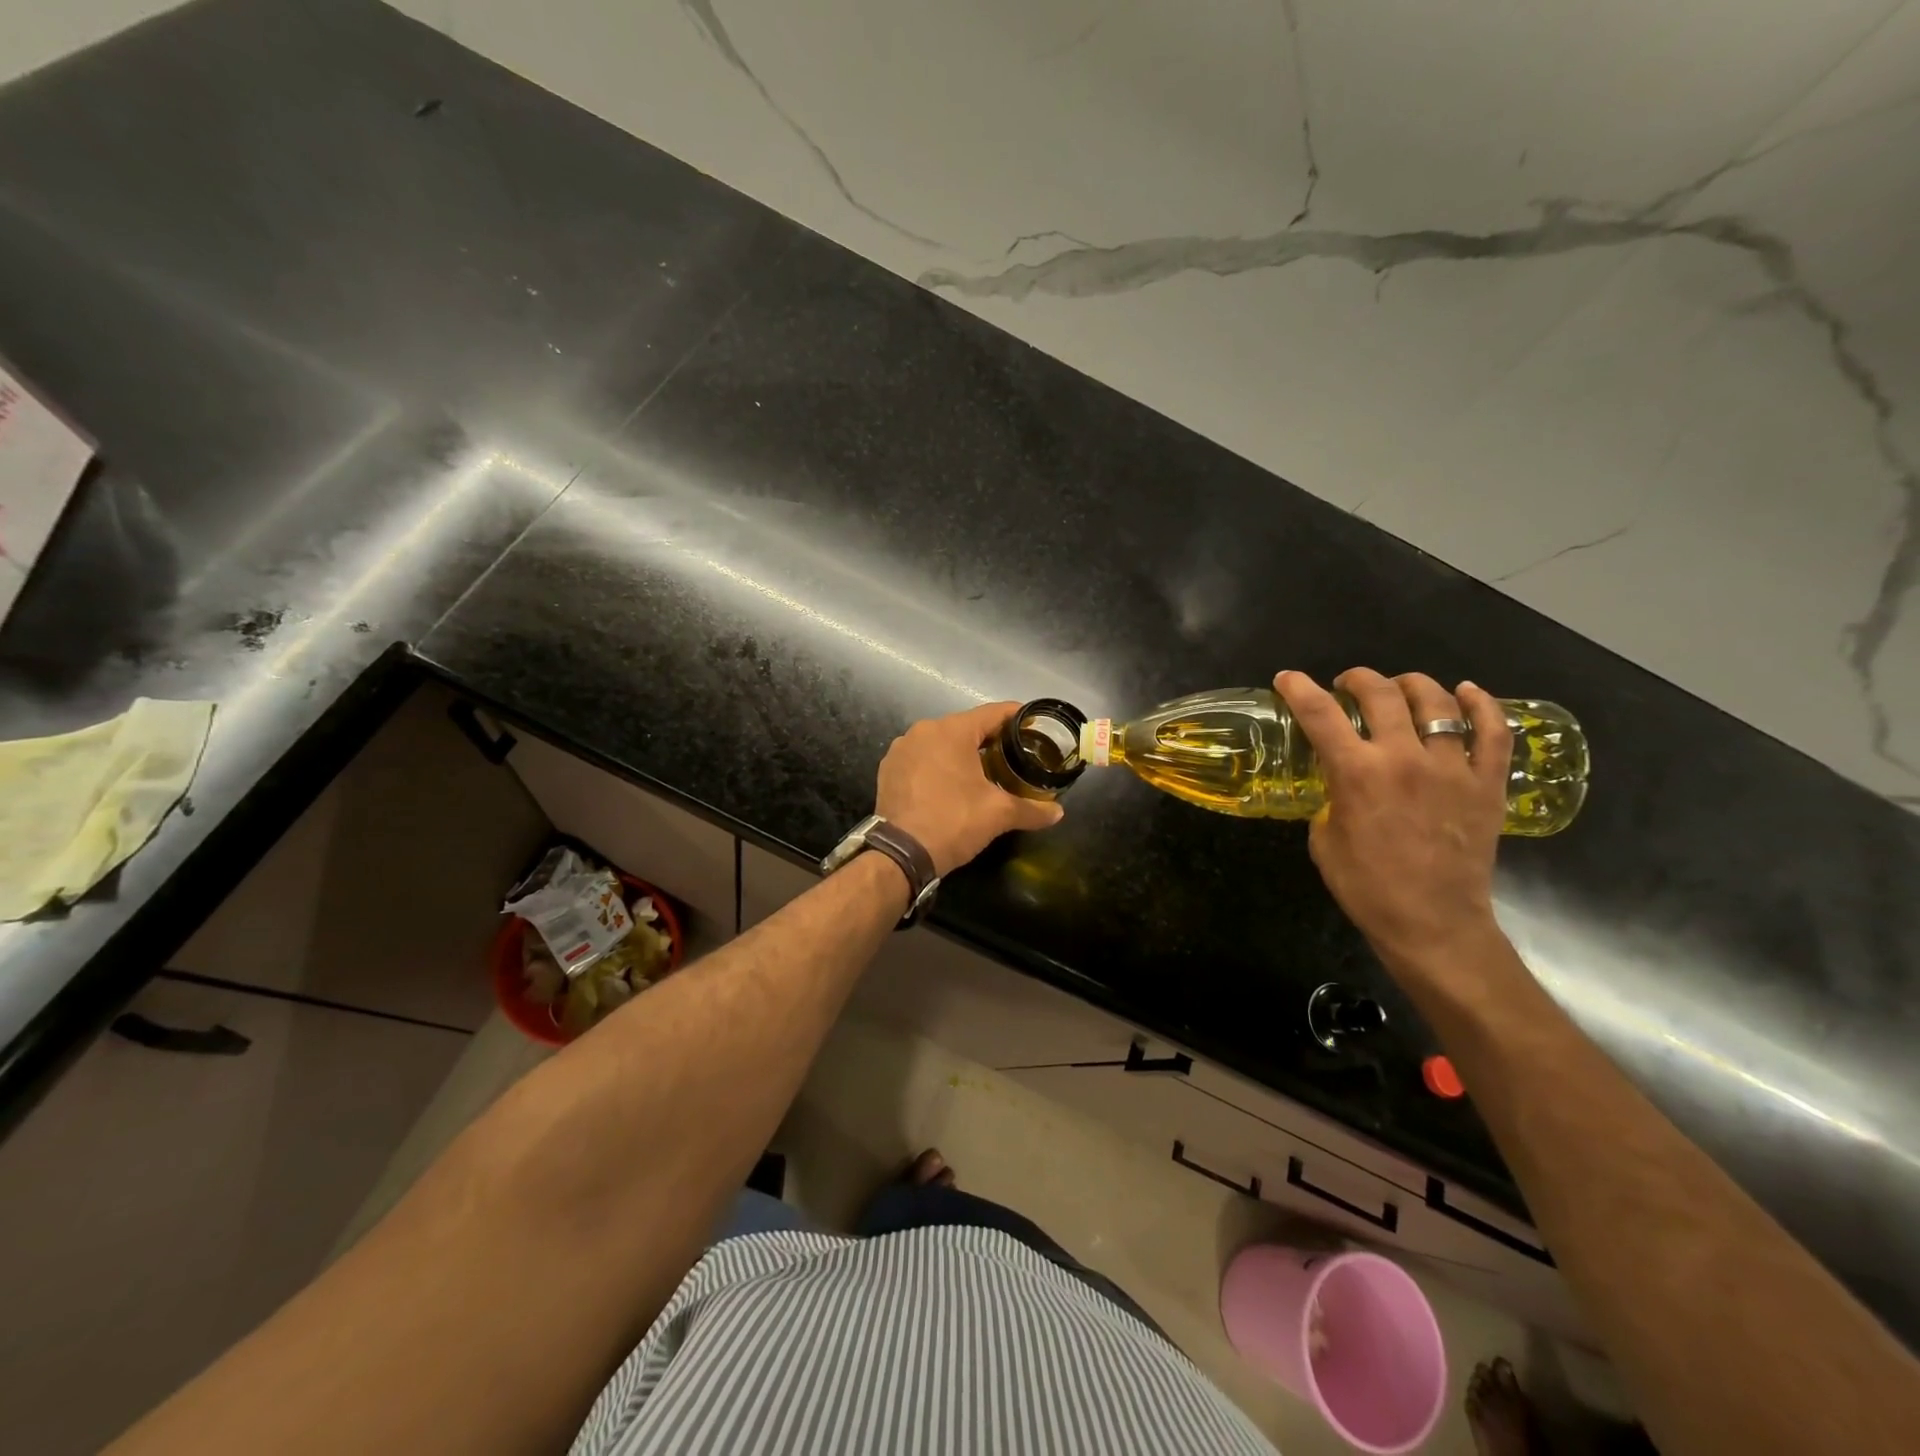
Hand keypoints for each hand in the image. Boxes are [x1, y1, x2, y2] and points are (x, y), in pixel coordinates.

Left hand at [875, 702, 1065, 876]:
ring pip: (941, 742)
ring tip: (985, 771)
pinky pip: (922, 758)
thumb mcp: (998, 814)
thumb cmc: (953, 822)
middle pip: (966, 727)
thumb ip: (1031, 809)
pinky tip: (952, 784)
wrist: (900, 854)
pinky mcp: (889, 769)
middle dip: (990, 739)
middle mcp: (922, 731)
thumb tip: (1058, 812)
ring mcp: (901, 749)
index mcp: (951, 731)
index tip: (1034, 725)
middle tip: (1014, 755)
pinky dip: (939, 765)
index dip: (1017, 717)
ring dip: (963, 753)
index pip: (993, 713)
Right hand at [1274, 668, 1511, 974]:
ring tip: (1400, 688)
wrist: (1433, 924)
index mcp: (1357, 774)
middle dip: (1357, 679)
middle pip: (1381, 694)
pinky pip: (1493, 731)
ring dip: (1412, 685)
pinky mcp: (1488, 784)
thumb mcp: (1324, 840)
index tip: (1287, 679)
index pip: (1320, 714)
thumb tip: (1338, 786)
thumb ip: (1330, 800)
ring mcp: (1453, 768)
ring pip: (1438, 702)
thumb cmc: (1367, 887)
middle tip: (1347, 684)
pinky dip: (1482, 705)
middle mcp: (1404, 758)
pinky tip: (1467, 692)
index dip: (1298, 689)